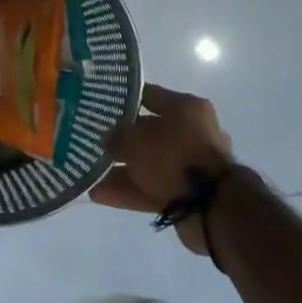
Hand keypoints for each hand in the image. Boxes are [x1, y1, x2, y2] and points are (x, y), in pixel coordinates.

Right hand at [90, 82, 235, 254]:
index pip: (149, 96)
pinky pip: (152, 187)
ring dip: (121, 169)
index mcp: (187, 108)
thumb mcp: (136, 139)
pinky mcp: (187, 193)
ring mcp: (191, 165)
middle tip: (93, 142)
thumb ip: (117, 136)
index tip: (100, 104)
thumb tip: (108, 138)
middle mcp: (192, 132)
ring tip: (90, 172)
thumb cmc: (174, 156)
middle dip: (121, 140)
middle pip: (149, 132)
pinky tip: (99, 194)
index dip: (123, 99)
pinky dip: (129, 190)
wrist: (211, 206)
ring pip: (149, 163)